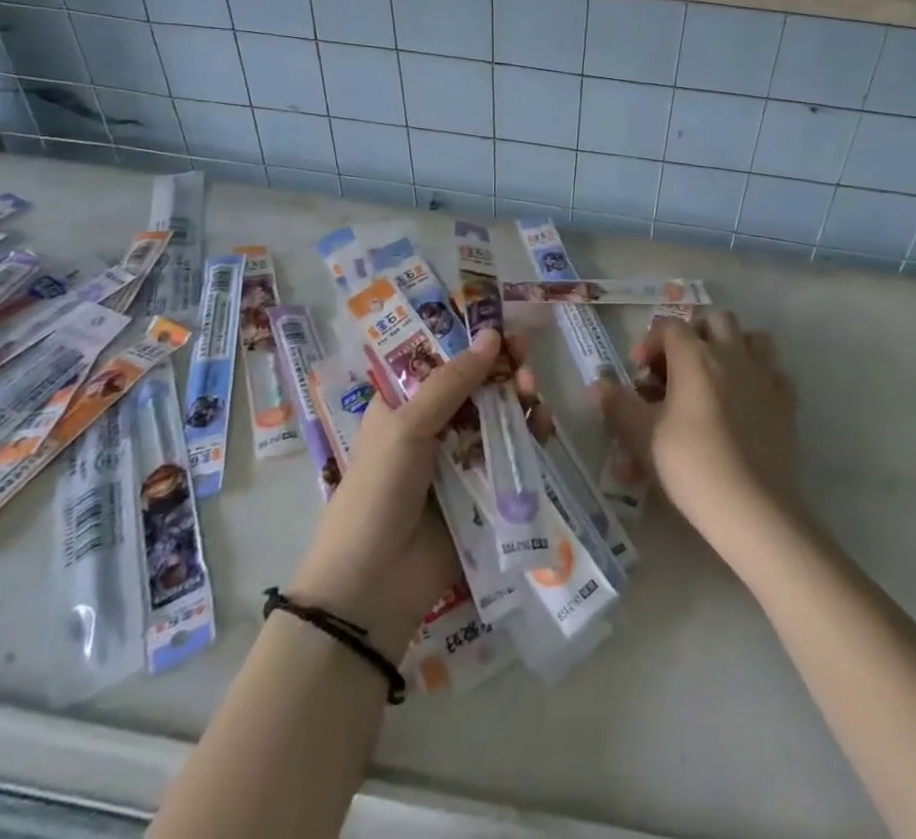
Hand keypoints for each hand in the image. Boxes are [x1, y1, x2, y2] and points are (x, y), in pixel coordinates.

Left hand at [288, 330, 511, 656]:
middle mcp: (434, 425)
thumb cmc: (378, 492)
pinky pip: (512, 453)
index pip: (443, 360)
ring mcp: (461, 458)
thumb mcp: (407, 427)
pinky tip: (543, 424)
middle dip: (503, 368)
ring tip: (533, 392)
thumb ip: (452, 382)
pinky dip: (530, 434)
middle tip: (524, 359)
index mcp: (404, 404)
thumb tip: (492, 334)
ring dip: (519, 398)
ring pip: (499, 416)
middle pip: (477, 385)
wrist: (372, 586)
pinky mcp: (484, 489)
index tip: (503, 329)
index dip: (472, 342)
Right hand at [595, 311, 796, 543]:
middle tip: (678, 364)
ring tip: (716, 372)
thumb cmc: (691, 465)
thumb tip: (599, 383)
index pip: (669, 326)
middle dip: (694, 332)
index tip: (640, 373)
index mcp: (694, 356)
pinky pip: (774, 370)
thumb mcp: (642, 436)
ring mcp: (764, 375)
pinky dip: (760, 374)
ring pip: (751, 337)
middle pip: (714, 318)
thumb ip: (619, 404)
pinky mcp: (786, 400)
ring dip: (732, 344)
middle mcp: (731, 354)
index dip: (650, 342)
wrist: (751, 507)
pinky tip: (747, 398)